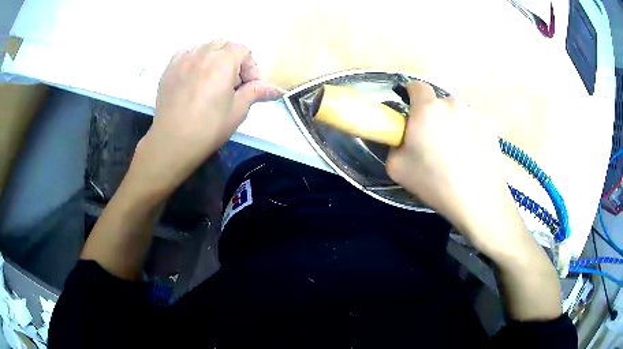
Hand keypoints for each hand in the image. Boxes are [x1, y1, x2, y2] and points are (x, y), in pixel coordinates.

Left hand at [128, 40, 281, 199]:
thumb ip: (255, 92)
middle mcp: (202, 53)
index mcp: (222, 61)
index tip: (248, 85)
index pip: (243, 50)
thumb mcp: (238, 110)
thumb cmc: (209, 128)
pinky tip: (193, 76)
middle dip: (233, 59)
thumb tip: (276, 90)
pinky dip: (194, 59)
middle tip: (231, 83)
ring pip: (204, 47)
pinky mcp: (169, 69)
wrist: (173, 142)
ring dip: (214, 58)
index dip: (250, 66)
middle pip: (224, 45)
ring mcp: (183, 60)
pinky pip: (186, 53)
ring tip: (212, 79)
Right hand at [387, 82, 561, 320]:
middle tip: (431, 145)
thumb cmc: (436, 183)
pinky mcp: (490, 128)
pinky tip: (470, 160)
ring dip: (451, 127)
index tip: (410, 118)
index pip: (415, 86)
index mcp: (427, 109)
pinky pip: (472, 126)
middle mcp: (452, 103)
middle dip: (431, 118)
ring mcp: (474, 115)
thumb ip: (393, 145)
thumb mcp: (396, 168)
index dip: (410, 97)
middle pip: (436, 103)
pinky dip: (468, 136)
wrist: (479, 201)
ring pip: (455, 115)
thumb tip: (402, 139)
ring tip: (455, 156)